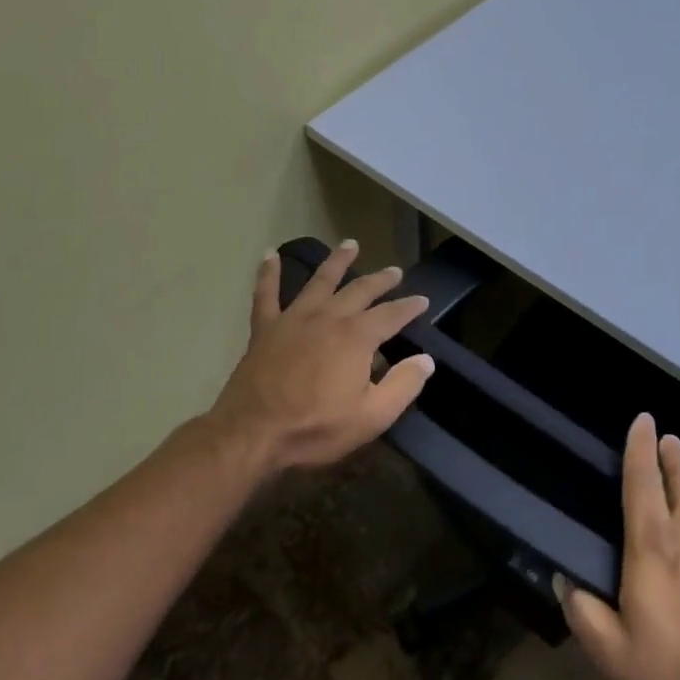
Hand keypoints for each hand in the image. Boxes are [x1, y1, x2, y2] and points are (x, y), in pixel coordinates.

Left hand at [206, 239, 435, 470]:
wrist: (252, 434)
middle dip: (380, 280)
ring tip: (350, 245)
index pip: (392, 315)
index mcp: (357, 338)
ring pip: (320, 281)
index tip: (423, 300)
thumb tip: (426, 360)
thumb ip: (403, 385)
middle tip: (395, 271)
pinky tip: (269, 254)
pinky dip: (268, 273)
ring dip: (337, 261)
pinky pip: (266, 294)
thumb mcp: (372, 416)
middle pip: (360, 290)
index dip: (409, 307)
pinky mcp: (265, 329)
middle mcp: (328, 318)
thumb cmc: (316, 428)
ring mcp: (294, 319)